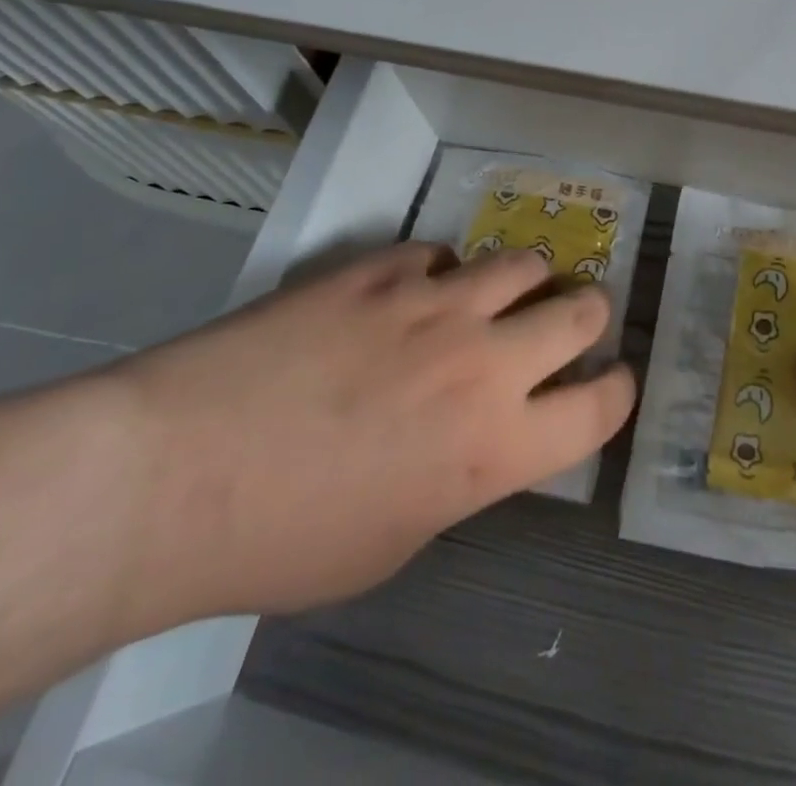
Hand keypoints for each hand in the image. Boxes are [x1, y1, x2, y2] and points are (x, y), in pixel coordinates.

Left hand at [115, 244, 635, 627]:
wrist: (179, 473)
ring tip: (504, 291)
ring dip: (525, 280)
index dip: (616, 389)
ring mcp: (435, 303)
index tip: (611, 380)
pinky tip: (411, 290)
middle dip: (588, 314)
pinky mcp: (382, 268)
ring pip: (521, 263)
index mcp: (497, 447)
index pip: (600, 406)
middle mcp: (484, 362)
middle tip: (573, 319)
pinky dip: (441, 271)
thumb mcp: (396, 542)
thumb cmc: (286, 539)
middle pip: (581, 311)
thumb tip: (473, 437)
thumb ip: (459, 479)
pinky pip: (439, 252)